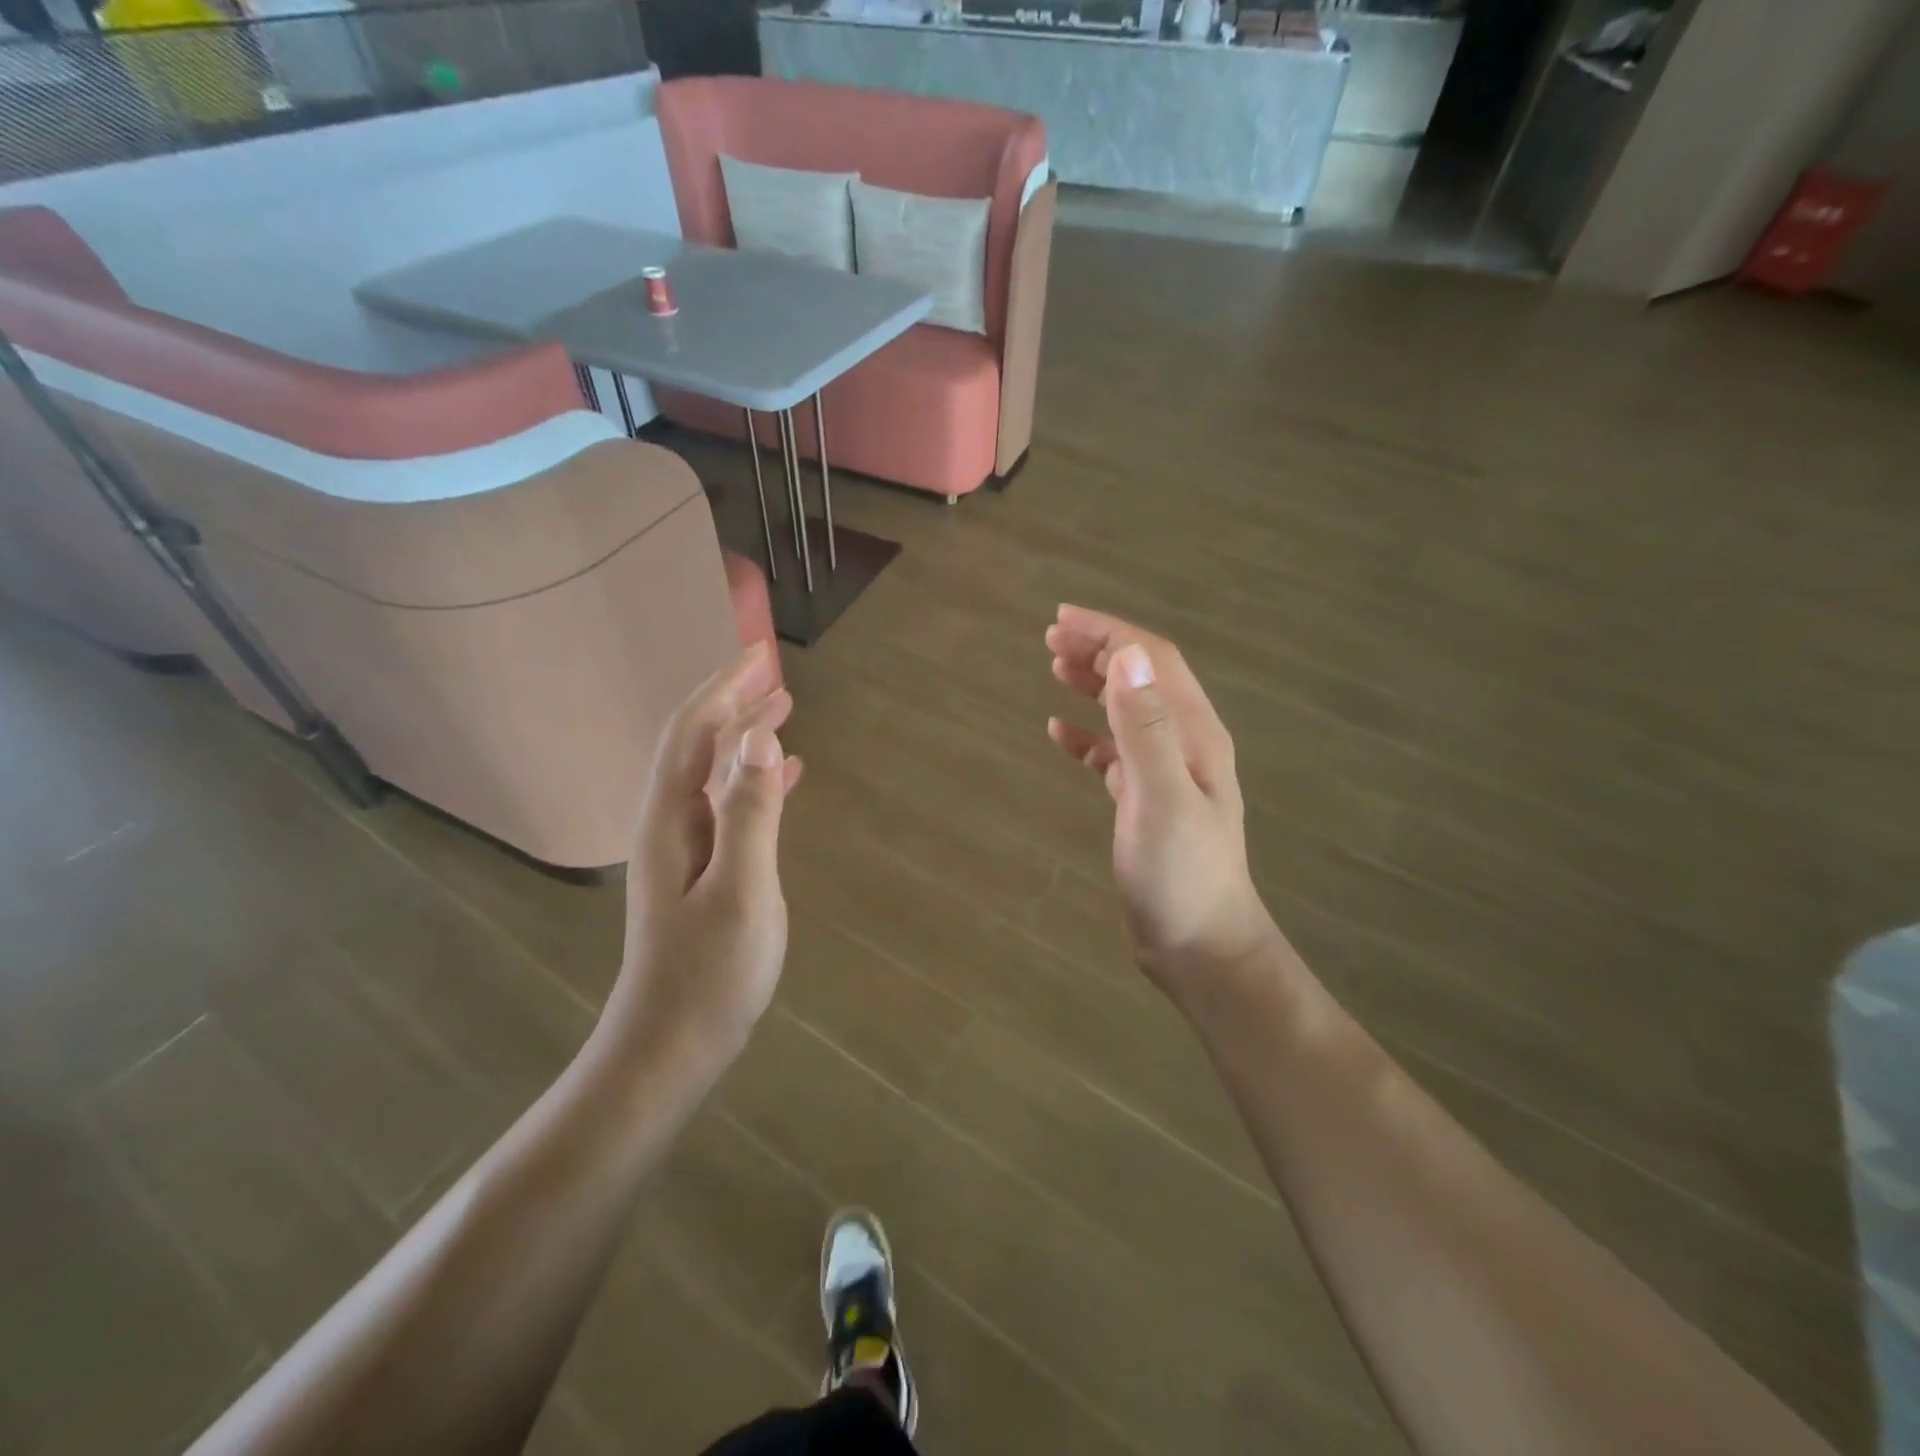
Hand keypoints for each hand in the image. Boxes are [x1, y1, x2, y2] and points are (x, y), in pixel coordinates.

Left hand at [601, 642, 801, 1081]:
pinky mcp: (703, 872)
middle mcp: (671, 823)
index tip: (759, 656)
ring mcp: (686, 849)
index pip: (695, 732)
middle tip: (775, 673)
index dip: (725, 689)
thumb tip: (760, 733)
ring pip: (715, 773)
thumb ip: (749, 809)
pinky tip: (784, 777)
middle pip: (699, 745)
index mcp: (672, 817)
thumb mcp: (741, 888)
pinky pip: (730, 806)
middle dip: (733, 703)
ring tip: (783, 709)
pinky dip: (756, 781)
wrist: (671, 1046)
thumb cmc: (709, 972)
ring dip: (745, 737)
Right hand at [1045, 606, 1276, 1008]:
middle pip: (1141, 678)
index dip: (1111, 633)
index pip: (1153, 661)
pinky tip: (1059, 733)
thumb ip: (1144, 726)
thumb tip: (1125, 655)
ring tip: (1055, 667)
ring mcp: (1166, 773)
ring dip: (1094, 684)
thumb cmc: (1181, 873)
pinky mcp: (1146, 801)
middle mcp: (1184, 743)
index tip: (1062, 618)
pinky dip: (1088, 736)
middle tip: (1051, 637)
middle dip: (1100, 650)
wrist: (1199, 944)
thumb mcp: (1161, 796)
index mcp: (1194, 733)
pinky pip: (1114, 753)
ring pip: (1128, 711)